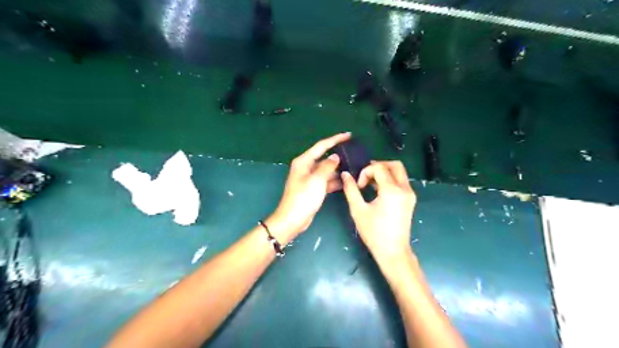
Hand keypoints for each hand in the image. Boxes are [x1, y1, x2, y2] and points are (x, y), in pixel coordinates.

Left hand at [268, 131, 350, 242]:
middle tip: (355, 153)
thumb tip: (335, 156)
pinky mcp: (314, 189)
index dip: (335, 139)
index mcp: (304, 161)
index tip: (349, 135)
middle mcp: (306, 167)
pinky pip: (326, 181)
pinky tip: (347, 181)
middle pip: (325, 157)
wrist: (293, 219)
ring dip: (338, 169)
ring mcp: (310, 179)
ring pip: (327, 170)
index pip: (322, 146)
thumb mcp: (317, 179)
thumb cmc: (303, 198)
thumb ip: (327, 166)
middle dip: (339, 156)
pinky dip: (335, 181)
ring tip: (355, 167)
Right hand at [341, 161, 417, 262]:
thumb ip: (351, 189)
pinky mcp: (410, 200)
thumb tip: (345, 174)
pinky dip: (390, 180)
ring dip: (384, 173)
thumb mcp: (358, 210)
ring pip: (399, 172)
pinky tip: (378, 190)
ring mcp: (410, 194)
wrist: (393, 251)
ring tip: (370, 184)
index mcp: (392, 190)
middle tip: (366, 176)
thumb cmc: (374, 232)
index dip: (365, 172)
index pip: (379, 167)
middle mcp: (404, 189)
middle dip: (378, 166)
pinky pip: (401, 182)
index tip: (359, 186)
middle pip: (394, 165)